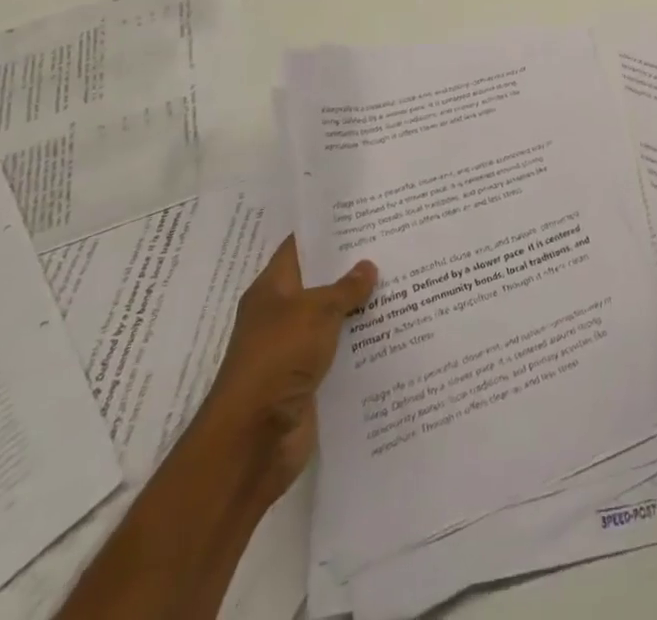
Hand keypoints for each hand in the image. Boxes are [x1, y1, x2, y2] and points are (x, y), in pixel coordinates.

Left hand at [199, 235, 377, 499]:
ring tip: (404, 281)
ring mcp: (294, 351)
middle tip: (394, 244)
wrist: (252, 441)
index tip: (364, 214)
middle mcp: (281, 316)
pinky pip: (341, 352)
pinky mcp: (309, 382)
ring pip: (334, 319)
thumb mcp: (316, 311)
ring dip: (362, 307)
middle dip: (353, 267)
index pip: (300, 248)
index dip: (328, 230)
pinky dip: (362, 343)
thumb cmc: (277, 359)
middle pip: (321, 283)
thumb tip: (367, 266)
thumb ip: (345, 288)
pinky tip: (395, 329)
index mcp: (272, 290)